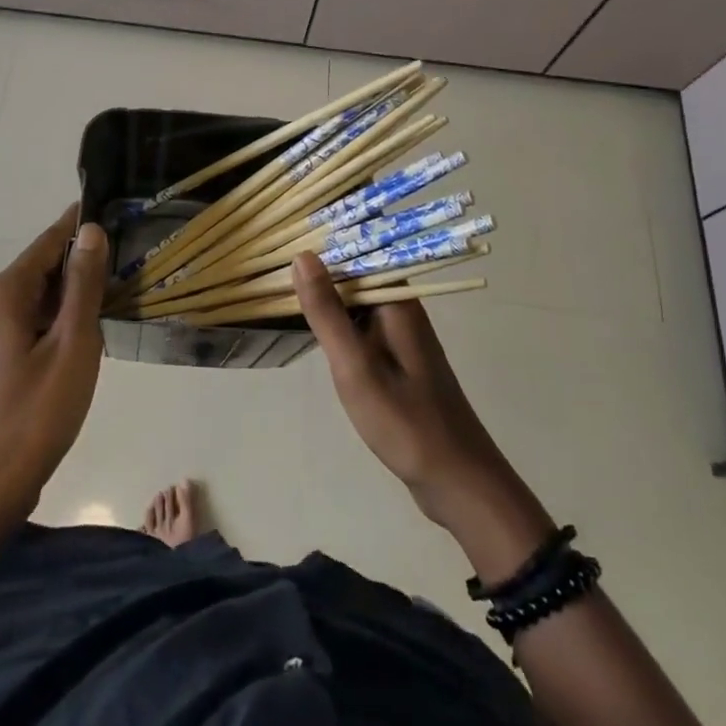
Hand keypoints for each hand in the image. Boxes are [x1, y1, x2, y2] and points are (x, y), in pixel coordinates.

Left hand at [0, 205, 109, 527]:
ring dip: (74, 294)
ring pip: (39, 297)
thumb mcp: (72, 344)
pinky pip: (31, 322)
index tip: (116, 211)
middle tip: (130, 258)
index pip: (49, 241)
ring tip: (119, 291)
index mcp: (5, 293)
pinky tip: (89, 333)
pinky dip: (60, 318)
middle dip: (83, 262)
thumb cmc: (36, 413)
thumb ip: (83, 285)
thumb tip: (91, 230)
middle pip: (43, 268)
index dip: (81, 225)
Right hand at [294, 253, 552, 582]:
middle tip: (269, 273)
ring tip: (280, 294)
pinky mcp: (400, 360)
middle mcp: (403, 309)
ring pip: (357, 302)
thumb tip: (302, 256)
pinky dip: (339, 325)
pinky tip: (315, 332)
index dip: (319, 247)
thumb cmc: (404, 422)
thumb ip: (327, 312)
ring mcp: (402, 336)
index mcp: (397, 301)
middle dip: (318, 272)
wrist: (456, 480)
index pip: (356, 252)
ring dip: (326, 299)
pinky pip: (363, 327)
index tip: (279, 246)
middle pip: (355, 275)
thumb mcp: (355, 366)